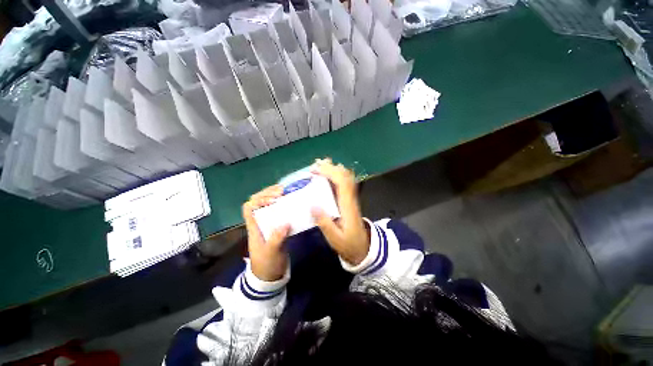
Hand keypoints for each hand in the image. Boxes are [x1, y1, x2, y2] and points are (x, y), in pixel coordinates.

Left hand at [242, 185, 290, 280]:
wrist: (270, 275)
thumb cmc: (266, 264)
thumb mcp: (271, 252)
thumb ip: (277, 239)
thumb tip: (286, 223)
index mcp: (254, 226)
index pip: (248, 207)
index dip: (258, 200)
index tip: (273, 199)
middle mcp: (259, 221)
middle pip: (257, 201)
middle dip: (268, 193)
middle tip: (282, 190)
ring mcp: (268, 223)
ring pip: (268, 204)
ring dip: (275, 196)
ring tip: (286, 191)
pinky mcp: (277, 226)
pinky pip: (278, 211)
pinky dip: (283, 205)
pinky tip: (291, 202)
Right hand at [311, 158, 369, 264]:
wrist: (363, 248)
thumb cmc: (348, 244)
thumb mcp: (335, 239)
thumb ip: (325, 223)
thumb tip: (313, 205)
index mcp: (347, 206)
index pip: (342, 182)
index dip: (330, 172)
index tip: (315, 169)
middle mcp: (350, 198)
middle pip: (344, 176)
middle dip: (330, 167)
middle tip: (315, 164)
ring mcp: (351, 198)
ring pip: (345, 177)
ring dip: (333, 169)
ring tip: (320, 164)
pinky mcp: (348, 200)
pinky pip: (344, 183)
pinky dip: (336, 175)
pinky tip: (328, 174)